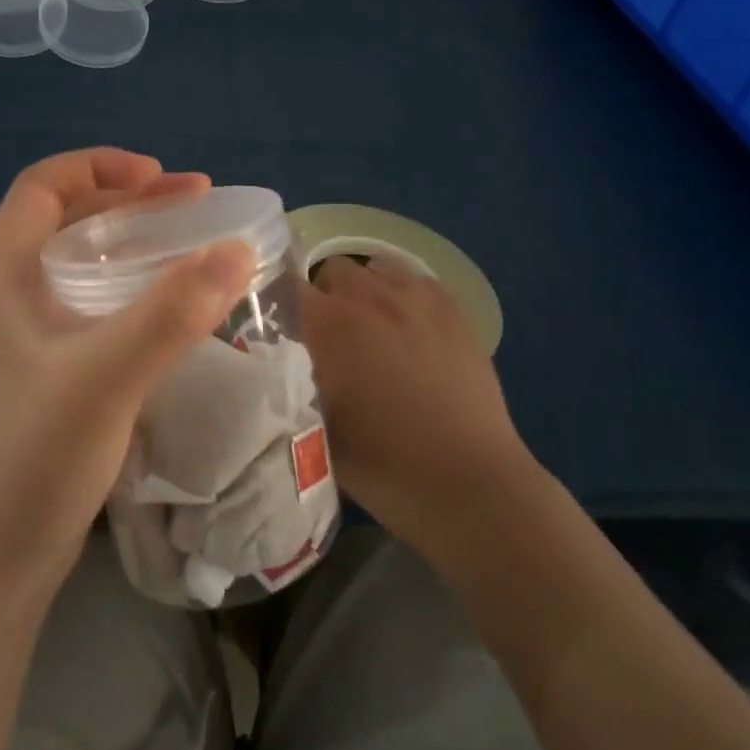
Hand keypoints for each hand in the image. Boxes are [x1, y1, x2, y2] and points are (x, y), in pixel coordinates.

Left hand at [0, 148, 254, 596]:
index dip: (102, 166)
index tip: (162, 179)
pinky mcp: (44, 375)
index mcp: (2, 274)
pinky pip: (92, 308)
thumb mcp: (105, 376)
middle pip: (67, 220)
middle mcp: (7, 295)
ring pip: (82, 266)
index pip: (43, 185)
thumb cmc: (30, 458)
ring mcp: (24, 339)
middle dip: (131, 203)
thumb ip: (171, 312)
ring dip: (135, 247)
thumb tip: (238, 249)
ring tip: (191, 249)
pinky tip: (170, 314)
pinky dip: (132, 292)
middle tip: (195, 207)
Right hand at [302, 257, 529, 553]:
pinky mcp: (455, 311)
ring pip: (378, 268)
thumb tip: (283, 363)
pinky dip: (406, 295)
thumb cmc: (384, 464)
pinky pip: (419, 281)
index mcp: (332, 325)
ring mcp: (418, 300)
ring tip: (373, 326)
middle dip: (325, 295)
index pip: (289, 287)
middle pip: (334, 269)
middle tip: (330, 335)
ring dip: (367, 290)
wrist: (468, 481)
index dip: (281, 303)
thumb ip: (293, 384)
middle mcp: (371, 298)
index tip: (282, 326)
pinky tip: (411, 327)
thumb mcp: (317, 428)